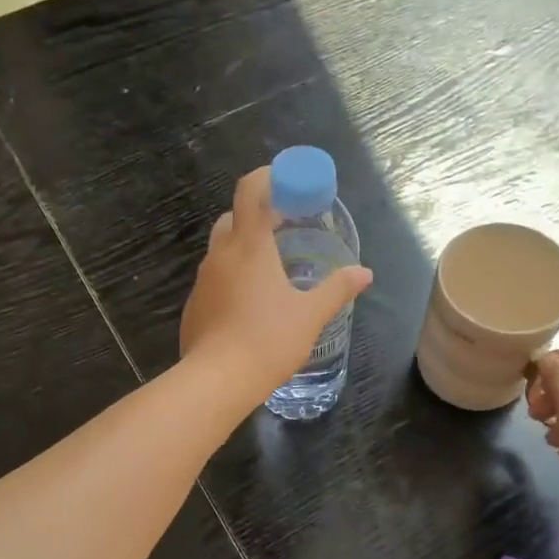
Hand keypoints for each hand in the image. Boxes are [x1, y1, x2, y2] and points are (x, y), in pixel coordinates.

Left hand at [179, 166, 372, 402]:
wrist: (217, 380)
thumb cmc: (268, 340)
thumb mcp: (310, 315)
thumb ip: (337, 289)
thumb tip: (364, 273)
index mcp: (250, 246)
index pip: (250, 190)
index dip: (268, 178)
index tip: (289, 183)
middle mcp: (221, 255)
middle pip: (233, 217)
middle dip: (256, 215)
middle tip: (284, 229)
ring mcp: (202, 281)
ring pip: (221, 250)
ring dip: (243, 249)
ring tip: (271, 270)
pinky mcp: (194, 306)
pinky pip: (214, 279)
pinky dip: (231, 278)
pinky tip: (249, 305)